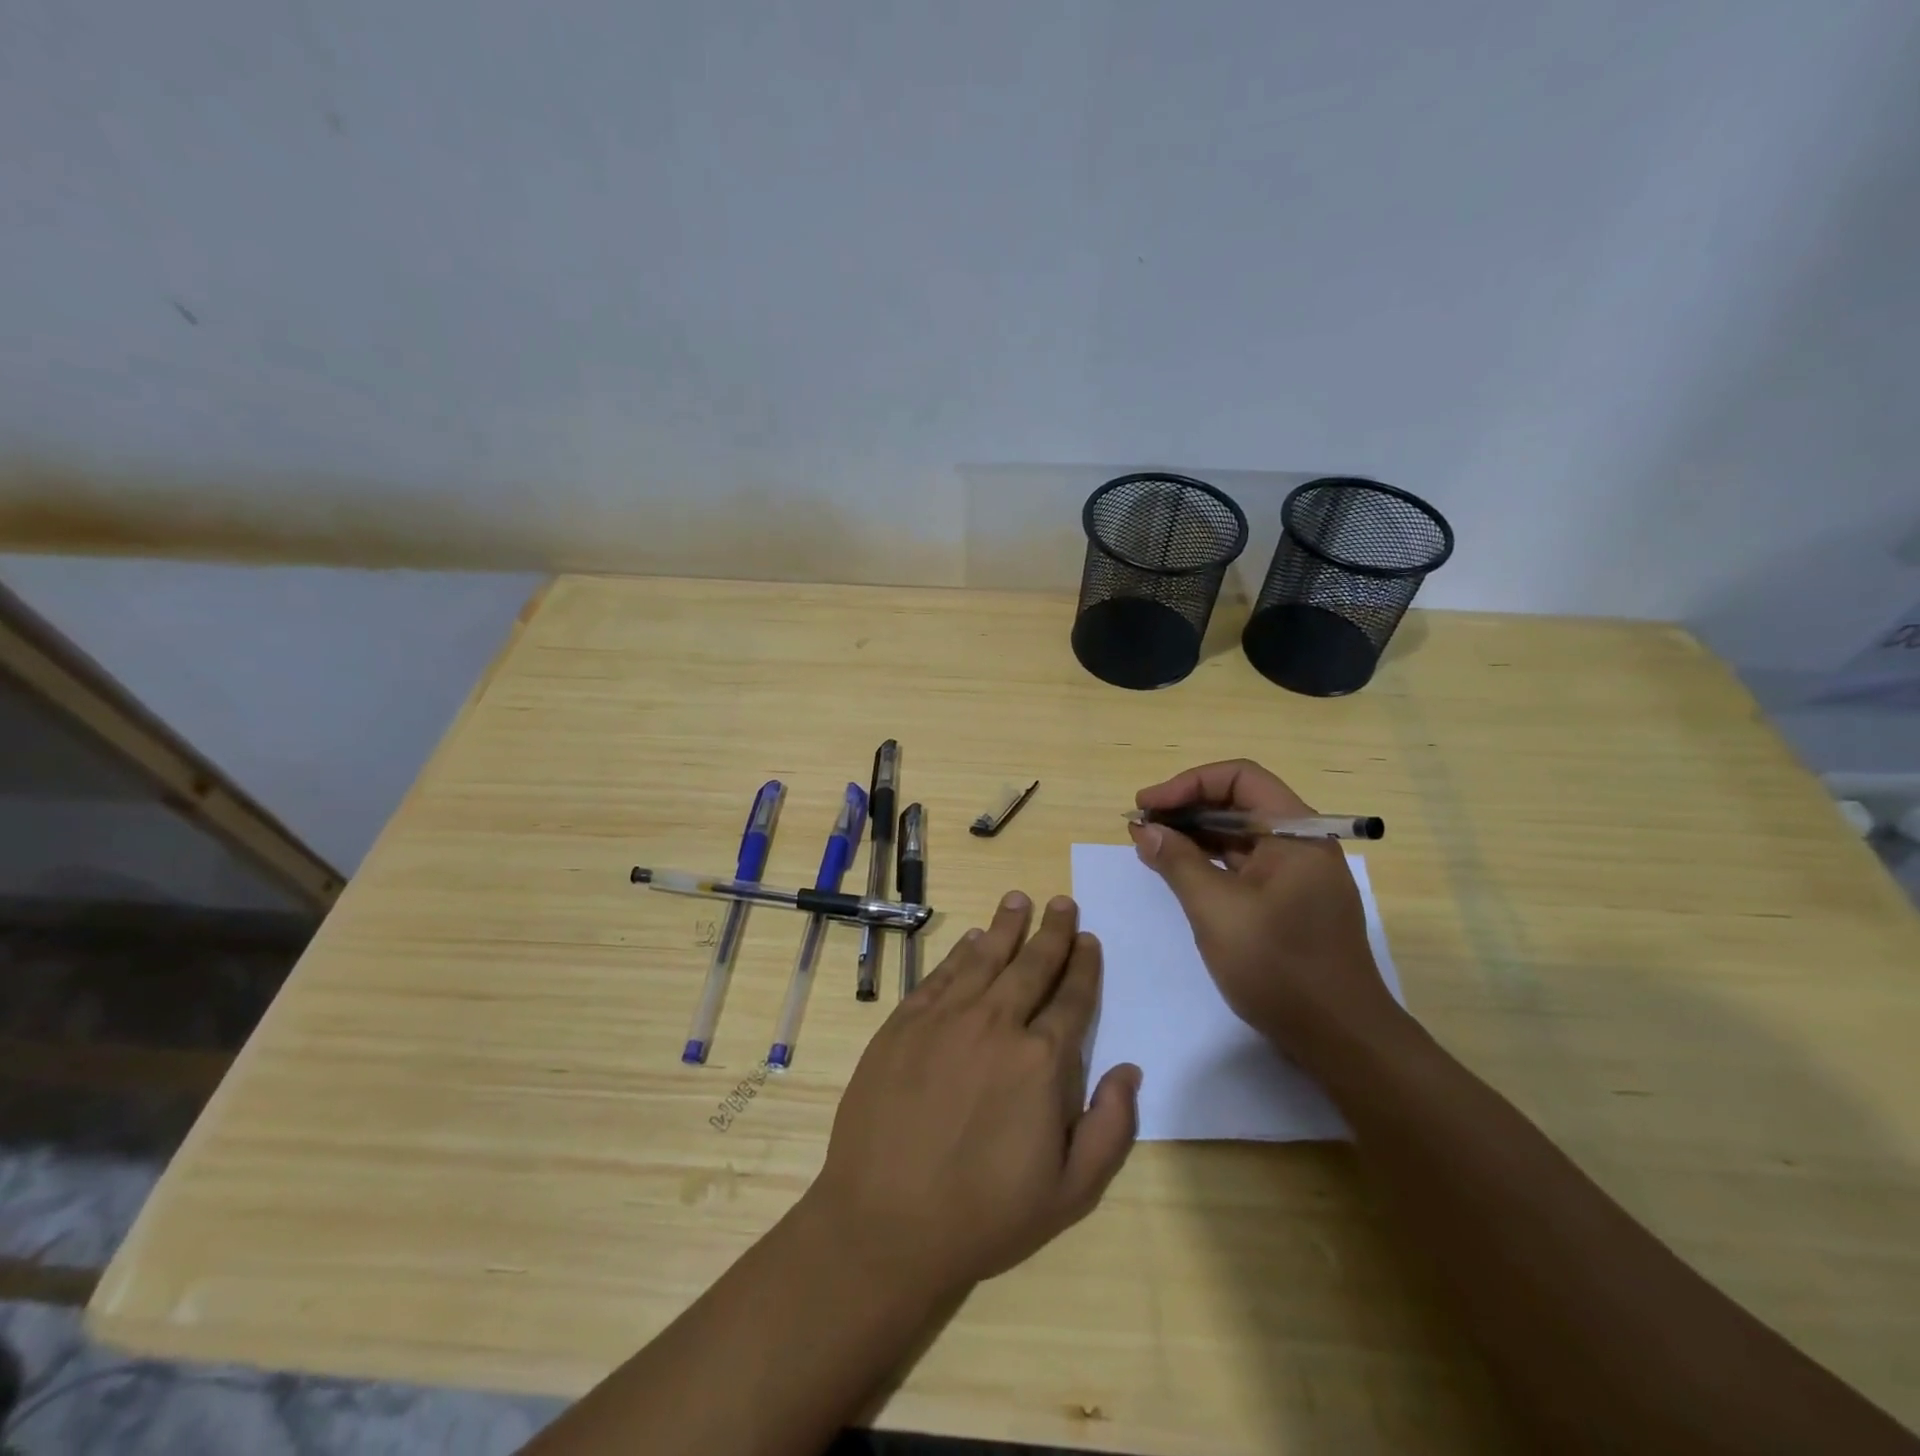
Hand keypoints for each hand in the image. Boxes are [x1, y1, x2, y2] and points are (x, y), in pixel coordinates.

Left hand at [806, 893, 1140, 1303]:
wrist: (885, 1222)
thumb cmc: (984, 1215)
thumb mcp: (1069, 1193)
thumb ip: (1110, 1128)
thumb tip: (1129, 1070)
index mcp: (1040, 1061)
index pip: (1072, 998)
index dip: (1084, 965)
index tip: (1089, 939)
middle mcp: (996, 1024)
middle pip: (1031, 965)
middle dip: (1052, 931)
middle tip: (1062, 902)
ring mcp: (945, 1018)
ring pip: (984, 957)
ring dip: (1006, 926)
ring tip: (1018, 899)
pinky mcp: (904, 1023)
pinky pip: (940, 975)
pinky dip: (959, 952)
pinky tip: (970, 939)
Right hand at [1129, 759, 1402, 1064]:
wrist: (1340, 1039)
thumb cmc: (1278, 966)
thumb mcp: (1216, 910)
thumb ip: (1177, 861)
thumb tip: (1145, 829)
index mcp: (1295, 832)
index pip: (1239, 778)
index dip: (1188, 784)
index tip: (1147, 806)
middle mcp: (1301, 843)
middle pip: (1239, 803)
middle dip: (1186, 809)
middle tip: (1142, 826)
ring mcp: (1298, 875)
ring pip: (1240, 835)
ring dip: (1195, 835)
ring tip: (1151, 846)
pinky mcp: (1290, 903)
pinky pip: (1245, 865)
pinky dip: (1210, 862)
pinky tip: (1179, 873)